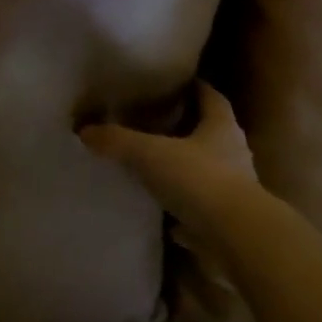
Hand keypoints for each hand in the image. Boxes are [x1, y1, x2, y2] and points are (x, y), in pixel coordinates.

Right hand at [78, 81, 261, 238]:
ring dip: (188, 170)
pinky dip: (187, 209)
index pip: (212, 98)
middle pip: (212, 134)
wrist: (237, 237)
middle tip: (158, 124)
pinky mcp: (229, 221)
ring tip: (158, 169)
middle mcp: (233, 153)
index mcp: (221, 127)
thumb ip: (118, 140)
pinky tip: (166, 215)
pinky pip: (204, 210)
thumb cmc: (199, 179)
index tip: (178, 84)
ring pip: (209, 172)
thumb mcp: (150, 154)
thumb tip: (83, 130)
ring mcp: (235, 190)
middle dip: (189, 129)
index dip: (196, 88)